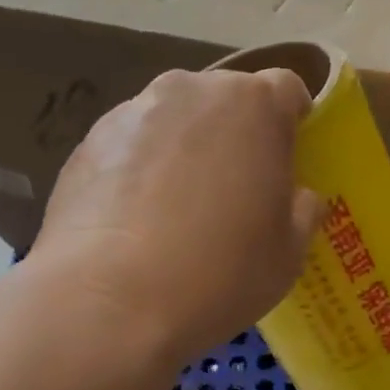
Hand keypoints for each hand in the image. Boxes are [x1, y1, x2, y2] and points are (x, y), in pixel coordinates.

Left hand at [35, 68, 323, 362]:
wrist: (110, 300)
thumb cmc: (219, 272)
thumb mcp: (289, 252)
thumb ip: (302, 209)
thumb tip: (298, 195)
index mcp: (253, 104)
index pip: (287, 89)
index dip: (292, 123)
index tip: (288, 161)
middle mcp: (191, 90)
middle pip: (226, 100)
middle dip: (236, 135)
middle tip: (236, 192)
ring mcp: (132, 112)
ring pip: (175, 122)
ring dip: (185, 150)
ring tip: (178, 212)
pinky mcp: (87, 142)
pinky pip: (131, 147)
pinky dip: (140, 171)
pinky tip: (136, 222)